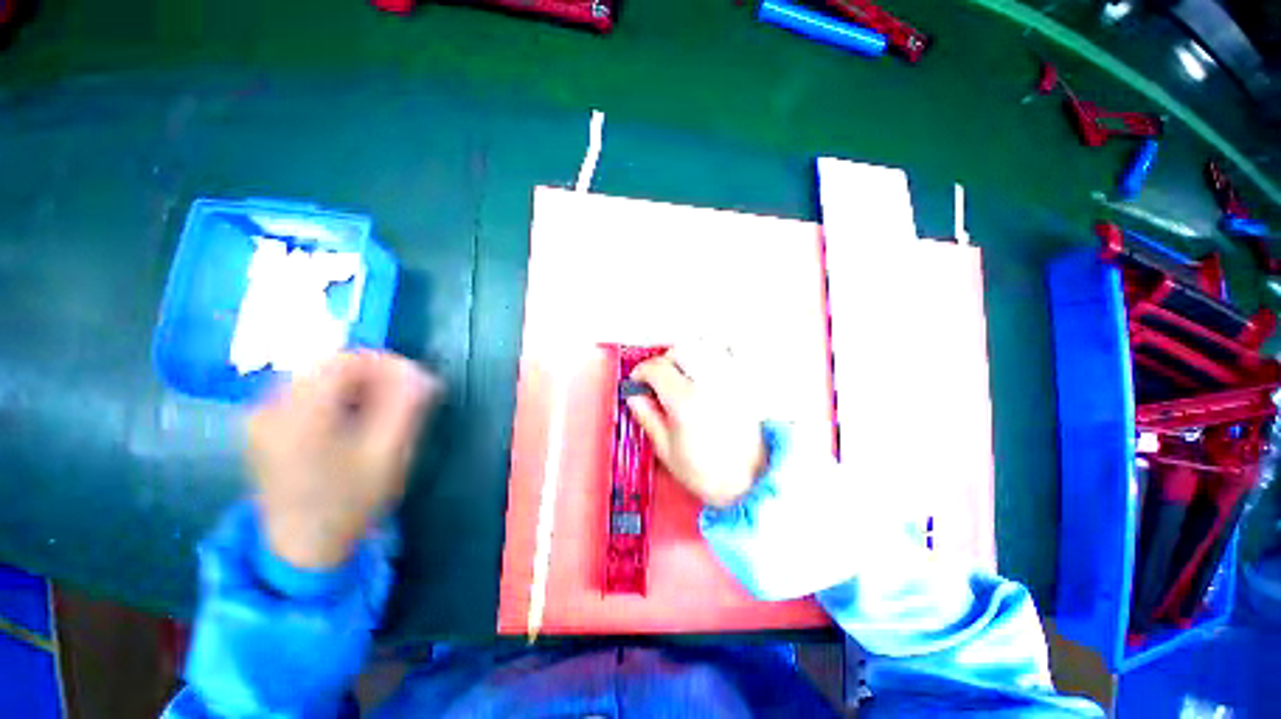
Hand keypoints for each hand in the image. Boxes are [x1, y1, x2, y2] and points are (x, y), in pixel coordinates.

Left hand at [247, 351, 441, 568]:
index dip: (387, 363)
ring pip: (318, 378)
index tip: (415, 381)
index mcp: (299, 413)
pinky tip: (354, 419)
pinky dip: (337, 397)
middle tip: (404, 394)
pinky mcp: (264, 428)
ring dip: (357, 385)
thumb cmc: (351, 502)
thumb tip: (421, 374)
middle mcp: (271, 407)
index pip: (345, 360)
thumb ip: (406, 406)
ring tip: (383, 408)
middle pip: (329, 366)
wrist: (304, 548)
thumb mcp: (389, 453)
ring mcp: (262, 417)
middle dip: (373, 375)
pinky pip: (305, 395)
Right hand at [625, 347, 767, 507]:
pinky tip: (709, 369)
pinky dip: (717, 353)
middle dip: (664, 362)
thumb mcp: (667, 451)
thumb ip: (648, 418)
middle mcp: (710, 384)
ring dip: (689, 353)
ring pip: (706, 346)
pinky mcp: (747, 384)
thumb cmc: (710, 474)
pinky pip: (732, 353)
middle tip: (660, 379)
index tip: (638, 382)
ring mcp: (731, 381)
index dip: (641, 373)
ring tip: (684, 373)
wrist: (751, 484)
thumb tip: (636, 398)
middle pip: (680, 350)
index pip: (657, 368)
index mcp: (686, 401)